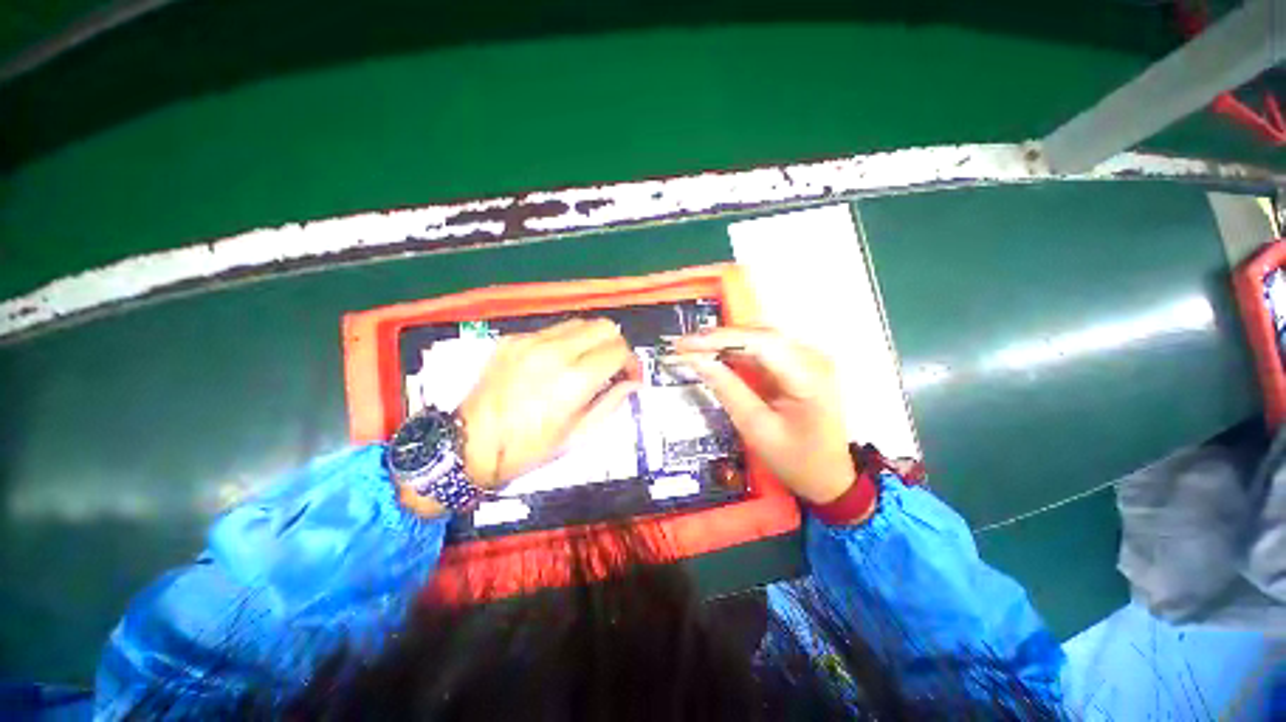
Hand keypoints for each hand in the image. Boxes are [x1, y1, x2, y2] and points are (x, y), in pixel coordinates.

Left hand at [458, 318, 641, 487]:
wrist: (469, 444)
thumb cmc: (527, 448)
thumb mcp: (577, 435)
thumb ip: (611, 403)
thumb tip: (632, 383)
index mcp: (574, 379)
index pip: (619, 351)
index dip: (632, 363)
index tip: (630, 377)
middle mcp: (555, 351)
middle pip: (605, 326)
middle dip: (616, 345)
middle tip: (612, 367)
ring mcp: (531, 341)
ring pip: (581, 322)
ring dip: (593, 340)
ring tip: (587, 363)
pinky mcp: (513, 339)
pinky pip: (553, 330)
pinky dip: (566, 341)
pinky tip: (557, 362)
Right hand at [672, 327, 857, 506]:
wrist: (831, 478)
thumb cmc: (796, 460)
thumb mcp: (757, 428)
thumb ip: (728, 390)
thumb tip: (698, 361)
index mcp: (808, 375)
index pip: (759, 342)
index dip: (718, 339)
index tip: (685, 344)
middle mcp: (813, 358)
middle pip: (760, 334)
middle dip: (719, 338)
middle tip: (684, 345)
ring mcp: (809, 359)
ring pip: (760, 338)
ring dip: (727, 342)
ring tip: (695, 348)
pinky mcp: (801, 365)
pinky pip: (765, 350)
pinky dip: (738, 352)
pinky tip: (718, 356)